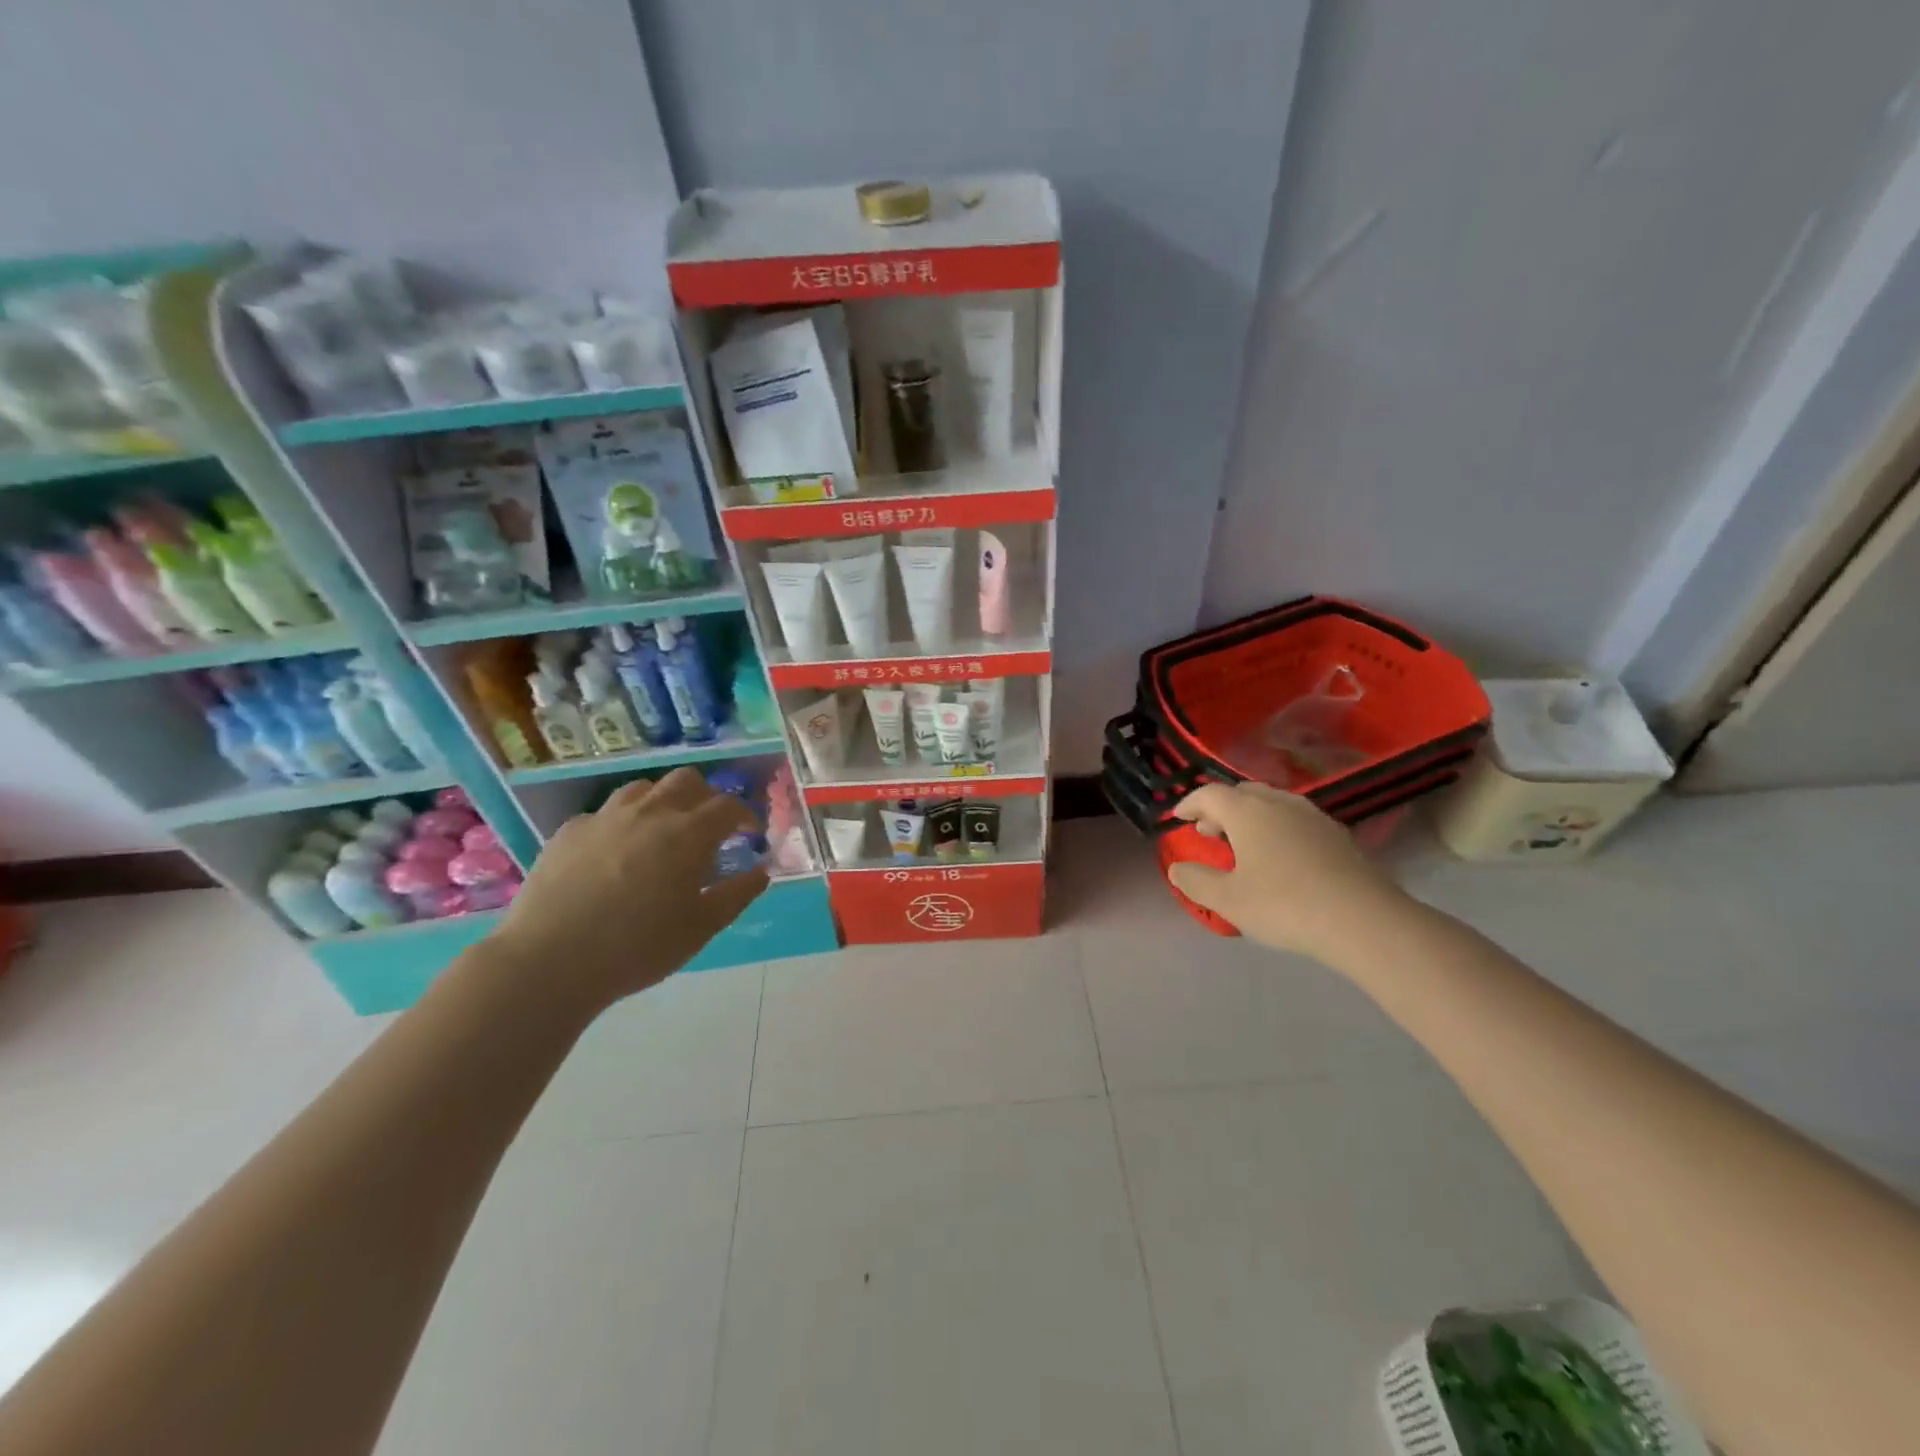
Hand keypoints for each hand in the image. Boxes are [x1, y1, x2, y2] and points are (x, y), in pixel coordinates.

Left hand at [487, 767, 768, 1013]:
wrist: (549, 962)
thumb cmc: (638, 948)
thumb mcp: (700, 929)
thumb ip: (737, 895)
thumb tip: (761, 872)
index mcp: (688, 834)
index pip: (728, 805)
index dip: (744, 816)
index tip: (749, 834)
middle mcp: (650, 813)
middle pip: (687, 780)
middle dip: (706, 797)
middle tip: (708, 827)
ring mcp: (605, 817)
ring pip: (643, 788)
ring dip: (662, 801)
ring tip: (662, 832)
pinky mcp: (569, 831)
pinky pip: (604, 813)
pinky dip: (621, 823)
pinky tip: (615, 853)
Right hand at [1167, 782, 1406, 961]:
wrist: (1363, 920)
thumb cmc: (1284, 905)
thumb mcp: (1228, 900)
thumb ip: (1196, 881)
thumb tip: (1178, 868)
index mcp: (1247, 812)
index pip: (1209, 794)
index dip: (1190, 804)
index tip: (1178, 818)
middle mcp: (1279, 803)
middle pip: (1242, 793)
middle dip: (1220, 808)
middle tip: (1208, 831)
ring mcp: (1312, 816)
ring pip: (1272, 803)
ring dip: (1250, 817)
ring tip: (1243, 842)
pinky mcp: (1337, 834)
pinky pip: (1295, 820)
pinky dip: (1277, 828)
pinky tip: (1281, 855)